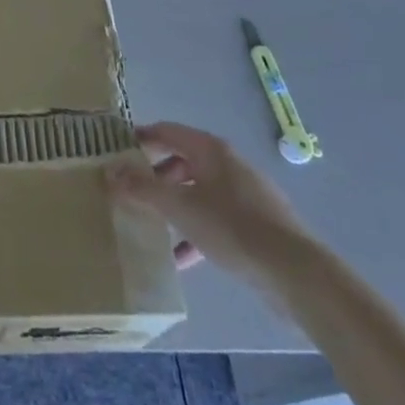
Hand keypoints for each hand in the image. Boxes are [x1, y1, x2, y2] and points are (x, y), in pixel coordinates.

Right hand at [110, 123, 314, 287]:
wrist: (296, 273)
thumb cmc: (233, 227)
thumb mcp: (179, 207)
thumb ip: (142, 189)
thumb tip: (108, 172)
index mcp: (209, 149)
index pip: (166, 131)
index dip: (139, 139)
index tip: (115, 153)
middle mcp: (227, 163)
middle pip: (180, 161)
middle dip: (153, 177)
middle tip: (129, 192)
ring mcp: (244, 194)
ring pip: (197, 192)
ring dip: (173, 206)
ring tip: (150, 225)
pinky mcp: (256, 224)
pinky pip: (215, 218)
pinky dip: (194, 230)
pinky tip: (181, 258)